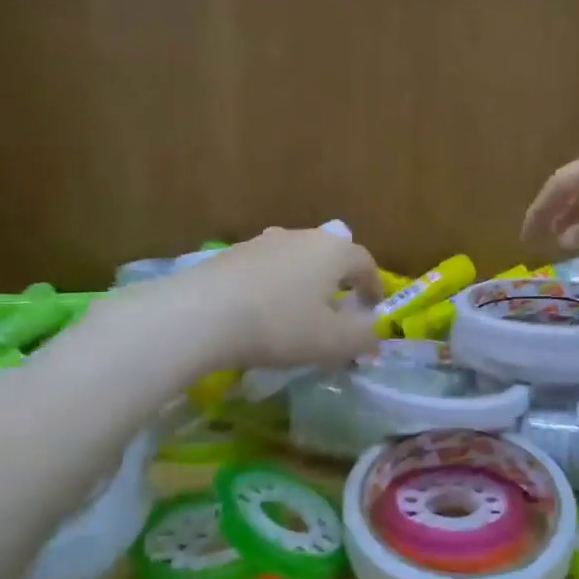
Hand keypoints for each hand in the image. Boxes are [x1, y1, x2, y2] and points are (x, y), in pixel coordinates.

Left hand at [161, 226, 380, 371]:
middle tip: (338, 312)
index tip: (373, 311)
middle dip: (339, 282)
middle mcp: (302, 236)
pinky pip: (266, 268)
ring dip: (304, 282)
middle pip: (330, 256)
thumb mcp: (332, 342)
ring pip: (296, 260)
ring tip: (298, 312)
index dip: (374, 287)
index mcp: (333, 251)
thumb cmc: (280, 325)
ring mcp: (264, 241)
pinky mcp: (232, 253)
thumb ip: (363, 337)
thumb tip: (377, 335)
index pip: (365, 262)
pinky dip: (274, 286)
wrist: (201, 314)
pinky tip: (261, 312)